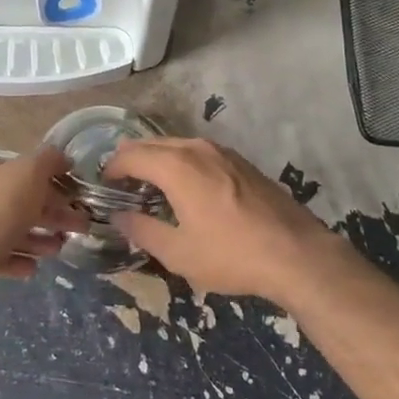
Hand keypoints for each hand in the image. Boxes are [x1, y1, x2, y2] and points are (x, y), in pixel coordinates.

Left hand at [0, 145, 76, 301]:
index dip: (53, 181)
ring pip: (14, 231)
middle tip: (81, 227)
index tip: (76, 196)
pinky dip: (20, 260)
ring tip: (59, 248)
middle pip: (23, 202)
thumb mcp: (29, 172)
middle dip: (54, 214)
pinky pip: (2, 257)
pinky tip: (34, 267)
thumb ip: (49, 161)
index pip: (25, 171)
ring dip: (40, 239)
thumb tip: (63, 158)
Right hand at [104, 138, 333, 302]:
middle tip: (120, 185)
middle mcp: (196, 148)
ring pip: (176, 145)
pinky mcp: (240, 162)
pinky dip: (180, 162)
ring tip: (149, 186)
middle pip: (152, 144)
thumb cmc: (231, 254)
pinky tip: (185, 188)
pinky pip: (198, 153)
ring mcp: (222, 152)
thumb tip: (119, 217)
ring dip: (157, 160)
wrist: (296, 253)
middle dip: (131, 160)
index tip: (103, 186)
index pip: (130, 155)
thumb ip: (142, 230)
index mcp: (176, 166)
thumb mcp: (178, 252)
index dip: (111, 168)